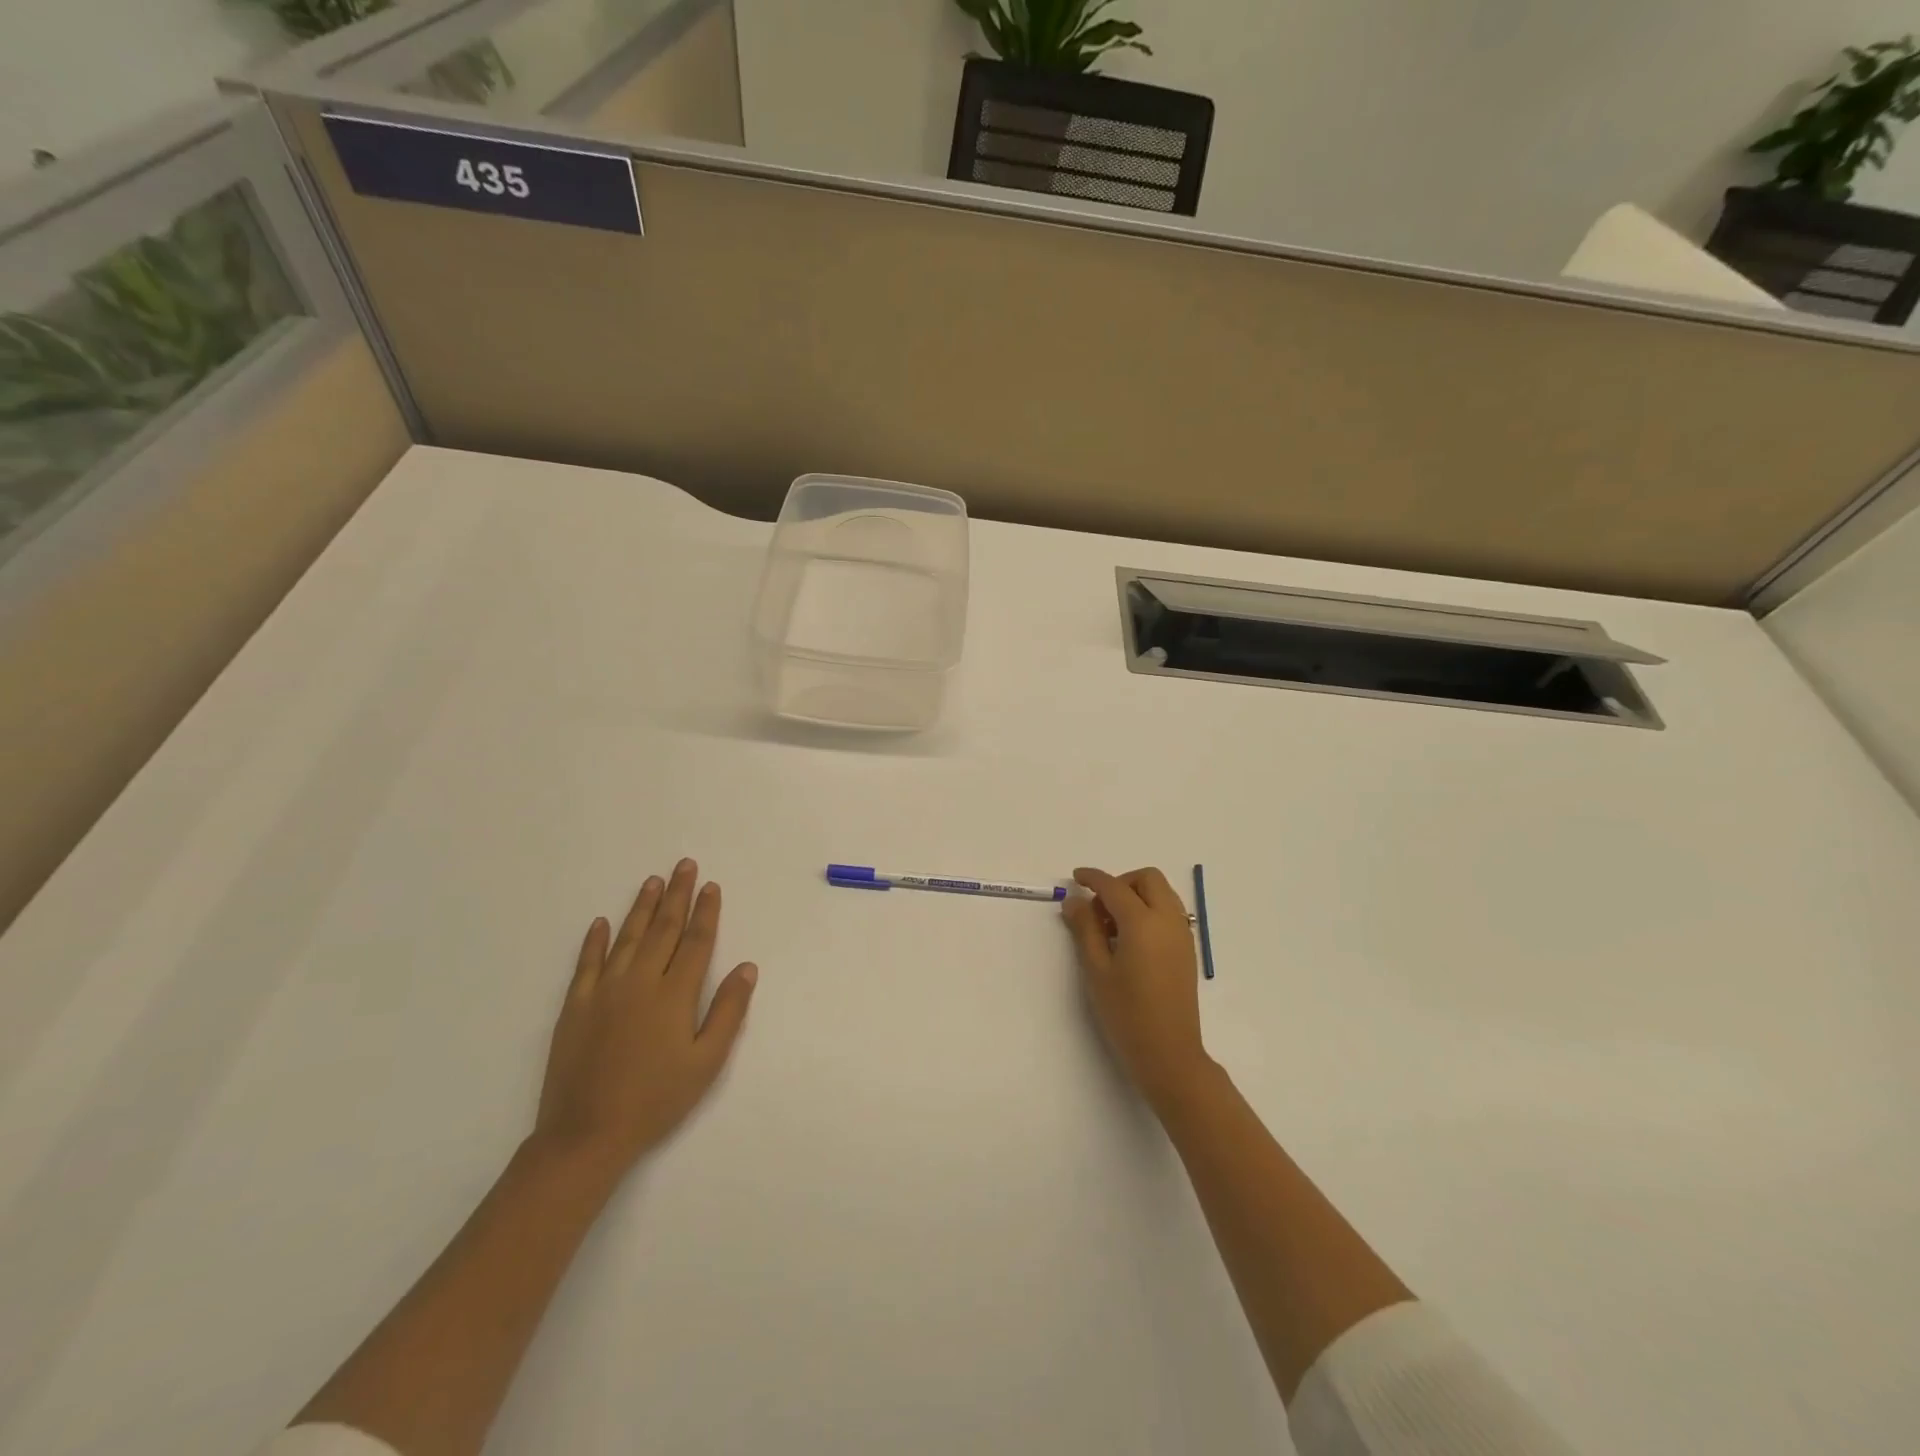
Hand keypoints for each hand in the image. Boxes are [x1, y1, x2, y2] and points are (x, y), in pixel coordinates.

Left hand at [534, 858, 758, 1170]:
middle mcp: (639, 981)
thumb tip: (747, 967)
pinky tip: (601, 922)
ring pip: (626, 937)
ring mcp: (603, 991)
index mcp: (674, 994)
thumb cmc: (656, 1099)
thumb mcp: (706, 1062)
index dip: (706, 912)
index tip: (711, 886)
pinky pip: (586, 963)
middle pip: (663, 929)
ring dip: (642, 907)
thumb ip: (728, 1011)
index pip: (696, 941)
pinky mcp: (574, 1007)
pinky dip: (595, 940)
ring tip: (653, 881)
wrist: (586, 1134)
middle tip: (684, 865)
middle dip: (677, 895)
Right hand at [1061, 866, 1211, 1109]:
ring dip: (1136, 895)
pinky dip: (1149, 910)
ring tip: (1111, 926)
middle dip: (1120, 882)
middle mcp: (1168, 920)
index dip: (1093, 878)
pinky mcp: (1187, 949)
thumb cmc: (1126, 1013)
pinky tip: (1130, 939)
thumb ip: (1085, 929)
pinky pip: (1169, 912)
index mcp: (1143, 922)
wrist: (1169, 1052)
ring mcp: (1182, 934)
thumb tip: (1074, 901)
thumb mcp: (1096, 970)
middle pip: (1147, 879)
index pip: (1114, 887)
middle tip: (1098, 908)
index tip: (1075, 878)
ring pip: (1162, 893)